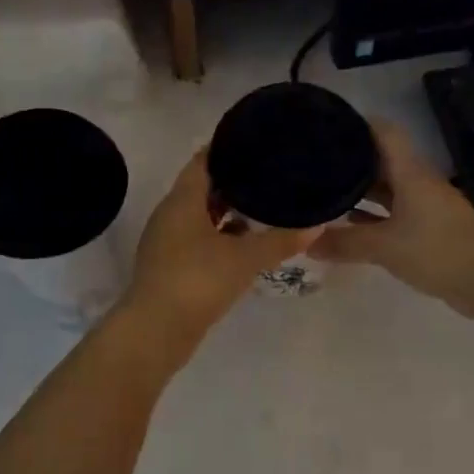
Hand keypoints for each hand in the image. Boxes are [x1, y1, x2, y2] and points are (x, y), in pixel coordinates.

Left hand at [117, 150, 320, 354]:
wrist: (156, 332)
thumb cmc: (198, 281)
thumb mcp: (245, 259)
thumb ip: (281, 241)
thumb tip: (317, 224)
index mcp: (182, 201)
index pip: (203, 161)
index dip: (227, 148)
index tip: (255, 142)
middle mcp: (170, 215)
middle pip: (202, 188)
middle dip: (232, 181)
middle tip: (268, 173)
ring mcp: (166, 243)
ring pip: (200, 216)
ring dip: (226, 212)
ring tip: (262, 207)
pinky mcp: (170, 267)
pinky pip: (198, 240)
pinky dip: (220, 237)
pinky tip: (244, 246)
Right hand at [313, 121, 473, 319]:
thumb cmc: (438, 251)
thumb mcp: (385, 247)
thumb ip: (345, 243)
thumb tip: (305, 244)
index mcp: (410, 173)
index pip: (383, 132)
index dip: (357, 124)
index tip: (326, 126)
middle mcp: (417, 183)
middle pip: (382, 160)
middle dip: (351, 159)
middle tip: (314, 163)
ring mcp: (425, 207)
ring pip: (387, 189)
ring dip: (361, 190)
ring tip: (324, 191)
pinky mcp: (429, 231)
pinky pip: (394, 215)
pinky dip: (373, 217)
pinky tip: (350, 224)